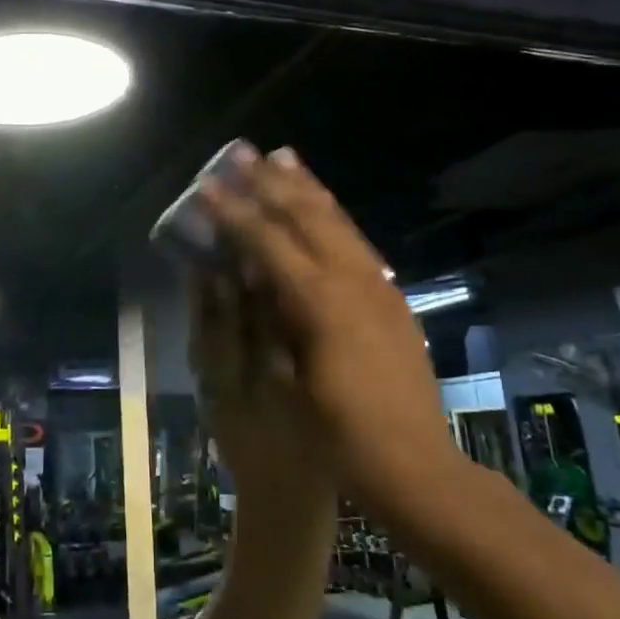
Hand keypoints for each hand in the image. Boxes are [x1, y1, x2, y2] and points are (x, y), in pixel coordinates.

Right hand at [199, 146, 456, 497]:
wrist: (413, 466)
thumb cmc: (336, 435)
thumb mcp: (287, 382)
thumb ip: (263, 322)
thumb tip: (238, 275)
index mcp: (321, 303)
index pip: (269, 242)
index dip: (234, 212)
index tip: (206, 186)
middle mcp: (354, 282)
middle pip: (307, 217)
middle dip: (271, 183)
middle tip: (243, 152)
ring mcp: (379, 288)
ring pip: (339, 222)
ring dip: (307, 189)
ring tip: (285, 158)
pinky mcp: (393, 300)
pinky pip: (358, 242)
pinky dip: (334, 216)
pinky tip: (324, 209)